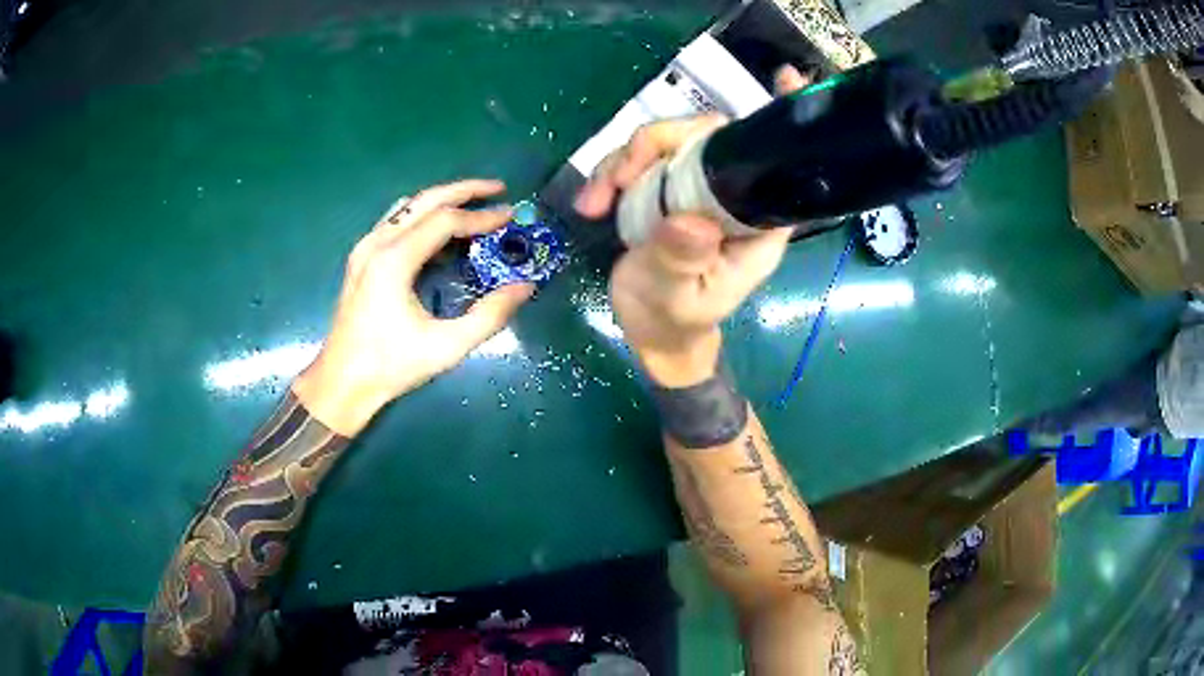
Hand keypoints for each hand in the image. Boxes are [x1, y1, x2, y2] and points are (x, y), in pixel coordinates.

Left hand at [294, 179, 533, 434]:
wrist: (342, 383)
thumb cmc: (391, 366)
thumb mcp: (447, 347)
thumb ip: (489, 316)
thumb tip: (525, 287)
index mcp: (394, 260)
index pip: (445, 220)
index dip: (481, 217)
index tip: (510, 217)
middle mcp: (377, 243)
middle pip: (425, 199)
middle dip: (464, 190)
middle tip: (498, 189)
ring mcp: (364, 249)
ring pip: (408, 207)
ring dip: (442, 200)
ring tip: (472, 205)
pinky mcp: (360, 259)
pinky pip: (395, 222)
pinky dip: (422, 217)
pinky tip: (439, 234)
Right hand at [574, 66, 809, 386]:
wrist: (649, 331)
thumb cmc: (674, 320)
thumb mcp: (677, 297)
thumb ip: (682, 259)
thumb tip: (688, 220)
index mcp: (754, 223)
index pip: (776, 164)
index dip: (780, 119)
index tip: (783, 78)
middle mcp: (730, 196)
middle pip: (705, 137)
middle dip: (658, 143)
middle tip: (620, 178)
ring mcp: (693, 189)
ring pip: (664, 143)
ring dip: (624, 161)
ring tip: (597, 200)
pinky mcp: (663, 190)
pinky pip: (637, 162)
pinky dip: (609, 174)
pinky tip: (591, 203)